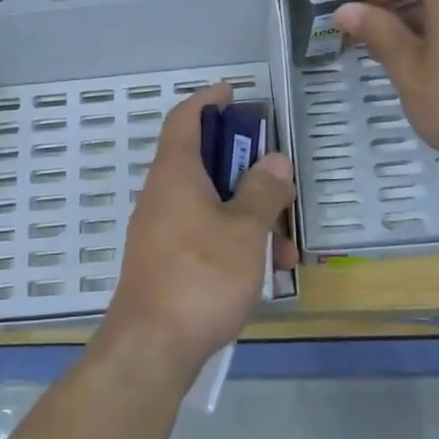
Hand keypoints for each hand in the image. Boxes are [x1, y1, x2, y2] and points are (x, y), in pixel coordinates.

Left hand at [99, 83, 294, 376]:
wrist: (152, 347)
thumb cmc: (201, 277)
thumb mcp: (244, 231)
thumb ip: (262, 192)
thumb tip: (273, 160)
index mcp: (175, 175)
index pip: (185, 119)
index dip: (208, 99)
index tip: (234, 92)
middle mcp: (162, 197)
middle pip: (203, 163)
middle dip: (246, 170)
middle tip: (279, 181)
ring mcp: (161, 232)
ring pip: (210, 206)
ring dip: (249, 217)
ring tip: (286, 247)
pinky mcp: (166, 263)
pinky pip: (204, 237)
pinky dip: (234, 243)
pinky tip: (265, 273)